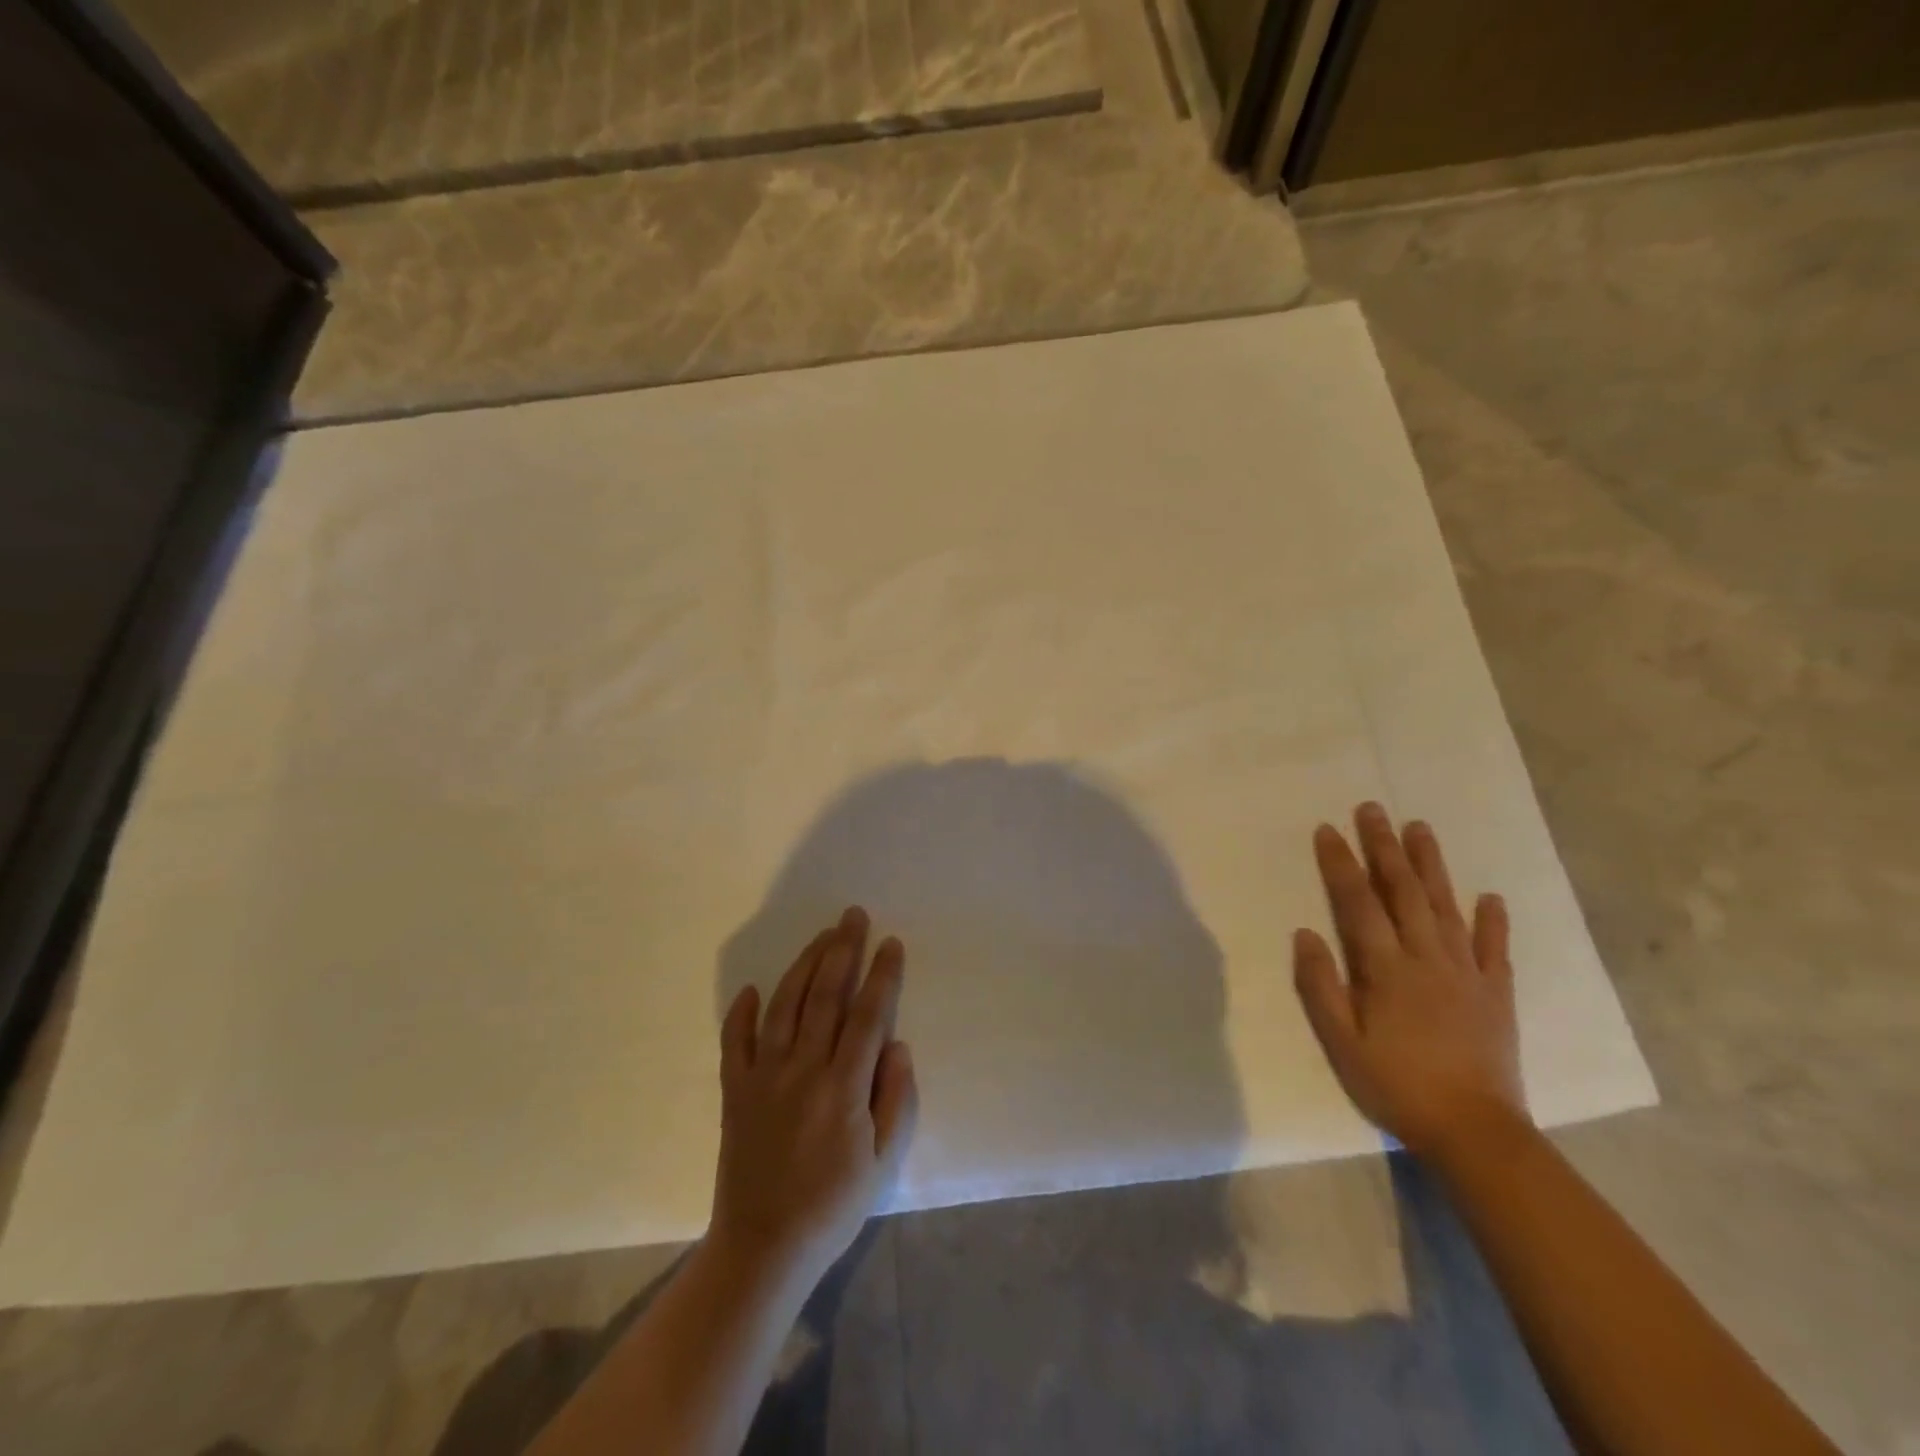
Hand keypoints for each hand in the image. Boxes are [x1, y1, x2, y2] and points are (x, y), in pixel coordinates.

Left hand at [710, 908, 917, 1290]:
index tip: (891, 943)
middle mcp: (802, 1070)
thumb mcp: (882, 1162)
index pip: (868, 1015)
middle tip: (853, 916)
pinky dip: (741, 1012)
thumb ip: (895, 1099)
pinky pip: (734, 1042)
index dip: (882, 975)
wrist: (762, 1249)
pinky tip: (751, 989)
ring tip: (822, 937)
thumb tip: (897, 1044)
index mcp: (843, 1087)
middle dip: (843, 950)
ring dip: (804, 965)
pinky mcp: (734, 1092)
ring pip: (785, 1005)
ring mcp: (763, 1077)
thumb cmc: (832, 1207)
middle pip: (825, 996)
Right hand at [1292, 803, 1529, 1160]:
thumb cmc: (1396, 1085)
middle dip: (1384, 847)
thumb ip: (1321, 985)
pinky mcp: (1496, 992)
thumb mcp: (1341, 1041)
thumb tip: (1305, 933)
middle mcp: (1427, 958)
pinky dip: (1492, 919)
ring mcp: (1466, 972)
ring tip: (1419, 828)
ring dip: (1431, 865)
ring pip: (1446, 906)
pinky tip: (1489, 896)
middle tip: (1373, 809)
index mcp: (1387, 968)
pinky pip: (1494, 947)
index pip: (1359, 902)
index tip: (1328, 829)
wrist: (1475, 1132)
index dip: (1341, 863)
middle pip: (1404, 891)